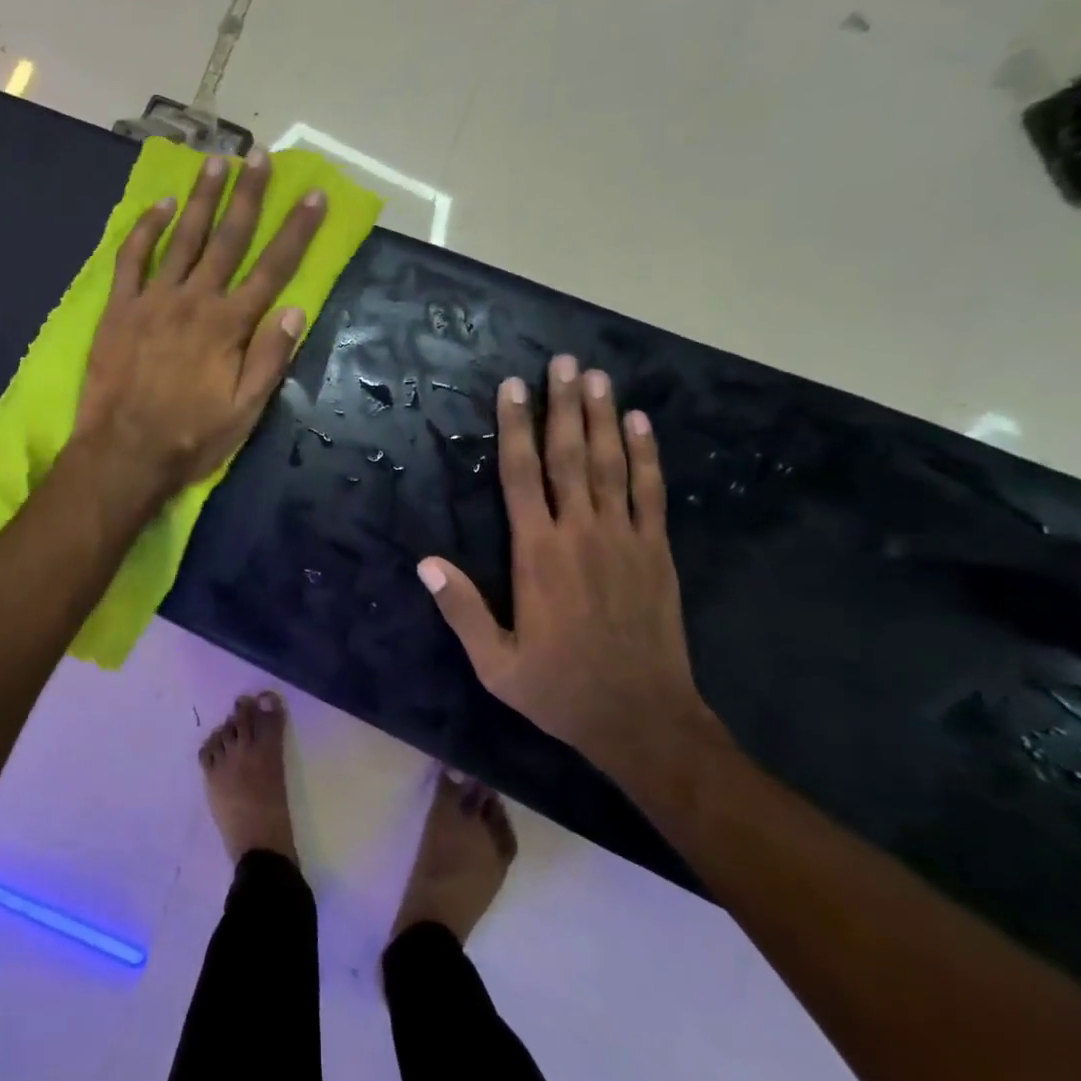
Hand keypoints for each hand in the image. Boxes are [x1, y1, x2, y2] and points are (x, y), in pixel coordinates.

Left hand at [74, 150, 325, 504]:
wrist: (124, 452)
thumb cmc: (191, 437)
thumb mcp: (244, 411)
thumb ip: (270, 359)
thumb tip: (294, 310)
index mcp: (231, 326)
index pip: (272, 269)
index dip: (296, 231)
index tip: (312, 195)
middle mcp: (196, 301)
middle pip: (229, 240)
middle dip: (249, 196)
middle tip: (260, 156)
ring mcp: (154, 300)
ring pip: (184, 238)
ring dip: (202, 198)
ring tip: (217, 161)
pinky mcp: (120, 308)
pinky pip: (133, 258)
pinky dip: (146, 229)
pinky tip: (161, 205)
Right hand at [417, 357, 708, 785]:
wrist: (642, 718)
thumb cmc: (560, 688)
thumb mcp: (495, 663)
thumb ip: (461, 609)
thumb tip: (424, 562)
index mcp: (537, 554)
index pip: (521, 476)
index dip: (516, 428)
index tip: (513, 388)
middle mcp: (580, 533)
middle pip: (569, 456)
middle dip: (563, 406)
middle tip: (563, 362)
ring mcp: (624, 538)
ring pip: (611, 464)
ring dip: (603, 417)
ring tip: (597, 376)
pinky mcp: (656, 551)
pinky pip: (651, 492)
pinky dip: (647, 454)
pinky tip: (641, 424)